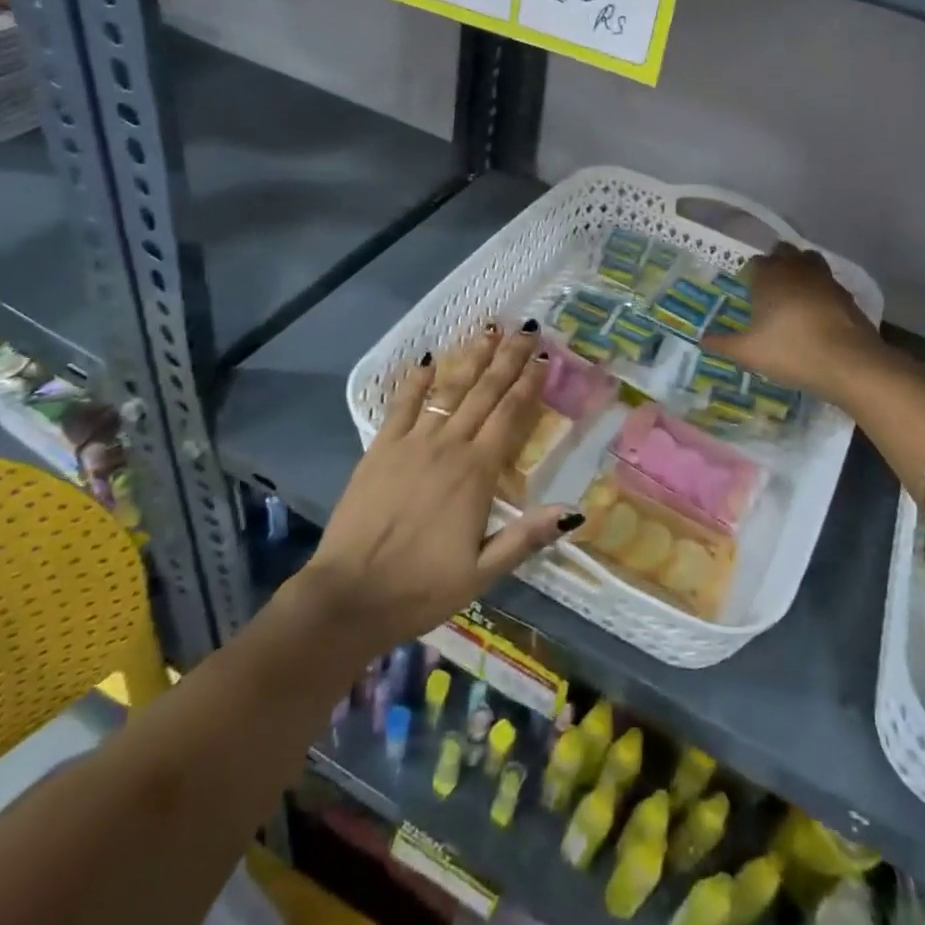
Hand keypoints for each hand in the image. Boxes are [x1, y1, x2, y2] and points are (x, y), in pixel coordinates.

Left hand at [298, 322, 577, 654]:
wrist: (350, 596)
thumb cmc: (421, 588)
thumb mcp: (483, 573)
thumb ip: (526, 537)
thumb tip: (574, 511)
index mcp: (476, 474)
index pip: (510, 417)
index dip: (528, 385)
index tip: (543, 357)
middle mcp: (448, 448)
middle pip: (484, 393)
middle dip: (507, 359)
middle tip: (526, 329)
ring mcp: (411, 444)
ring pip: (448, 391)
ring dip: (470, 359)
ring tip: (488, 330)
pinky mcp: (380, 449)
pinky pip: (401, 406)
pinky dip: (415, 381)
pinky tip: (426, 359)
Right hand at [703, 243, 880, 403]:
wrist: (849, 363)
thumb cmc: (792, 352)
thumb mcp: (749, 354)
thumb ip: (723, 344)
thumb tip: (701, 340)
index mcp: (769, 277)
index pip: (755, 263)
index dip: (750, 274)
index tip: (747, 289)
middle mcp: (796, 269)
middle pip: (783, 252)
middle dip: (775, 262)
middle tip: (768, 286)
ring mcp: (825, 279)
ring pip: (809, 260)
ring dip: (799, 268)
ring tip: (792, 291)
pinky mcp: (845, 294)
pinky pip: (827, 281)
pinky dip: (819, 288)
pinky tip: (816, 309)